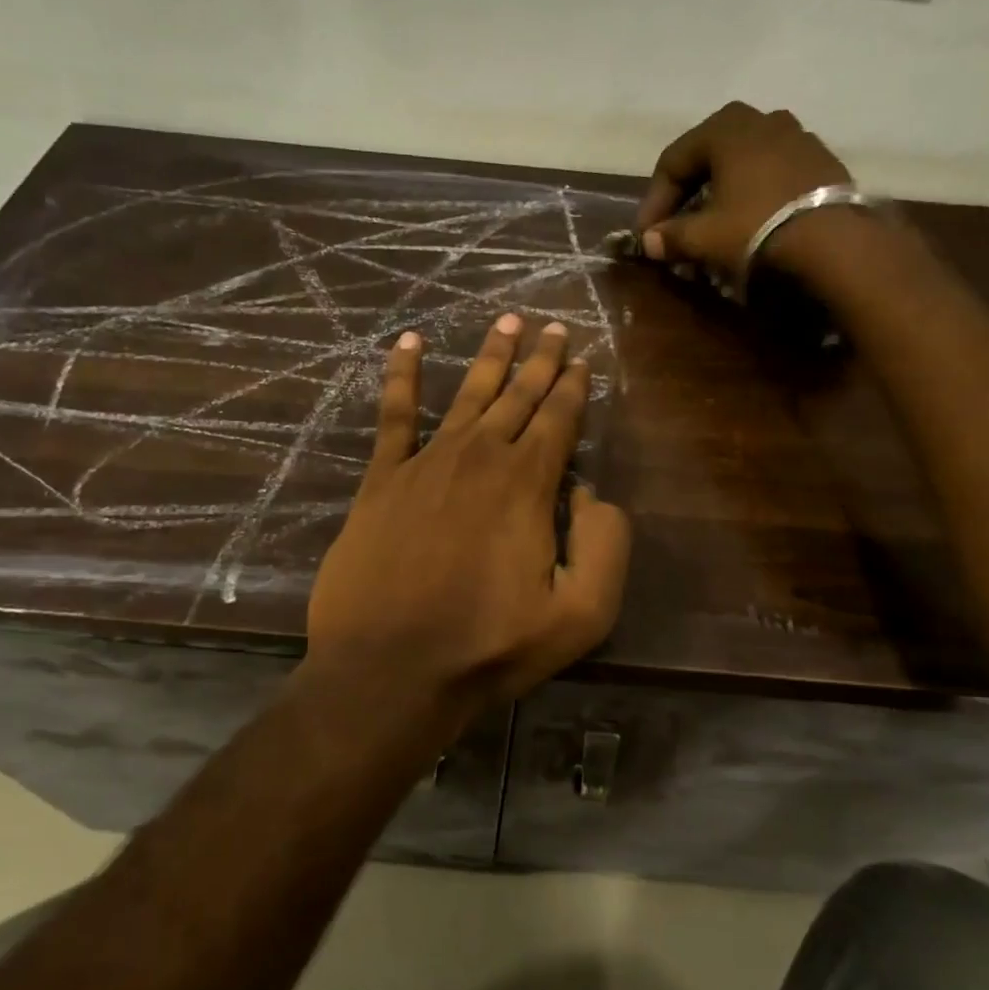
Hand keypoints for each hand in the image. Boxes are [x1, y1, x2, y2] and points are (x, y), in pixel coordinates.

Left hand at [307, 315, 631, 721]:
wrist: (390, 670)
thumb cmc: (489, 647)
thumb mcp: (581, 614)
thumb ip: (606, 545)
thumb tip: (592, 494)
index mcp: (528, 484)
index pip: (559, 419)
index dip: (574, 387)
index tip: (582, 358)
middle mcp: (480, 457)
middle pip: (518, 395)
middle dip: (540, 359)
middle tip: (553, 326)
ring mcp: (427, 463)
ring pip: (468, 393)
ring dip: (491, 355)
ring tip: (507, 319)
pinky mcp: (382, 480)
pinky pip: (395, 415)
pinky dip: (402, 375)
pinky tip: (408, 342)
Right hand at [635, 102, 853, 279]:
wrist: (834, 242)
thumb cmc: (756, 229)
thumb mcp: (703, 237)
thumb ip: (670, 236)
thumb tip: (648, 241)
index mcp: (726, 128)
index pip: (673, 160)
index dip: (654, 200)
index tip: (647, 234)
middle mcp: (762, 120)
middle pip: (709, 155)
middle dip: (688, 192)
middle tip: (677, 224)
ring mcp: (798, 137)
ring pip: (744, 163)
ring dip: (722, 192)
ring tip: (715, 224)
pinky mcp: (822, 161)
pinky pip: (774, 174)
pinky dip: (754, 194)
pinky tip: (752, 221)